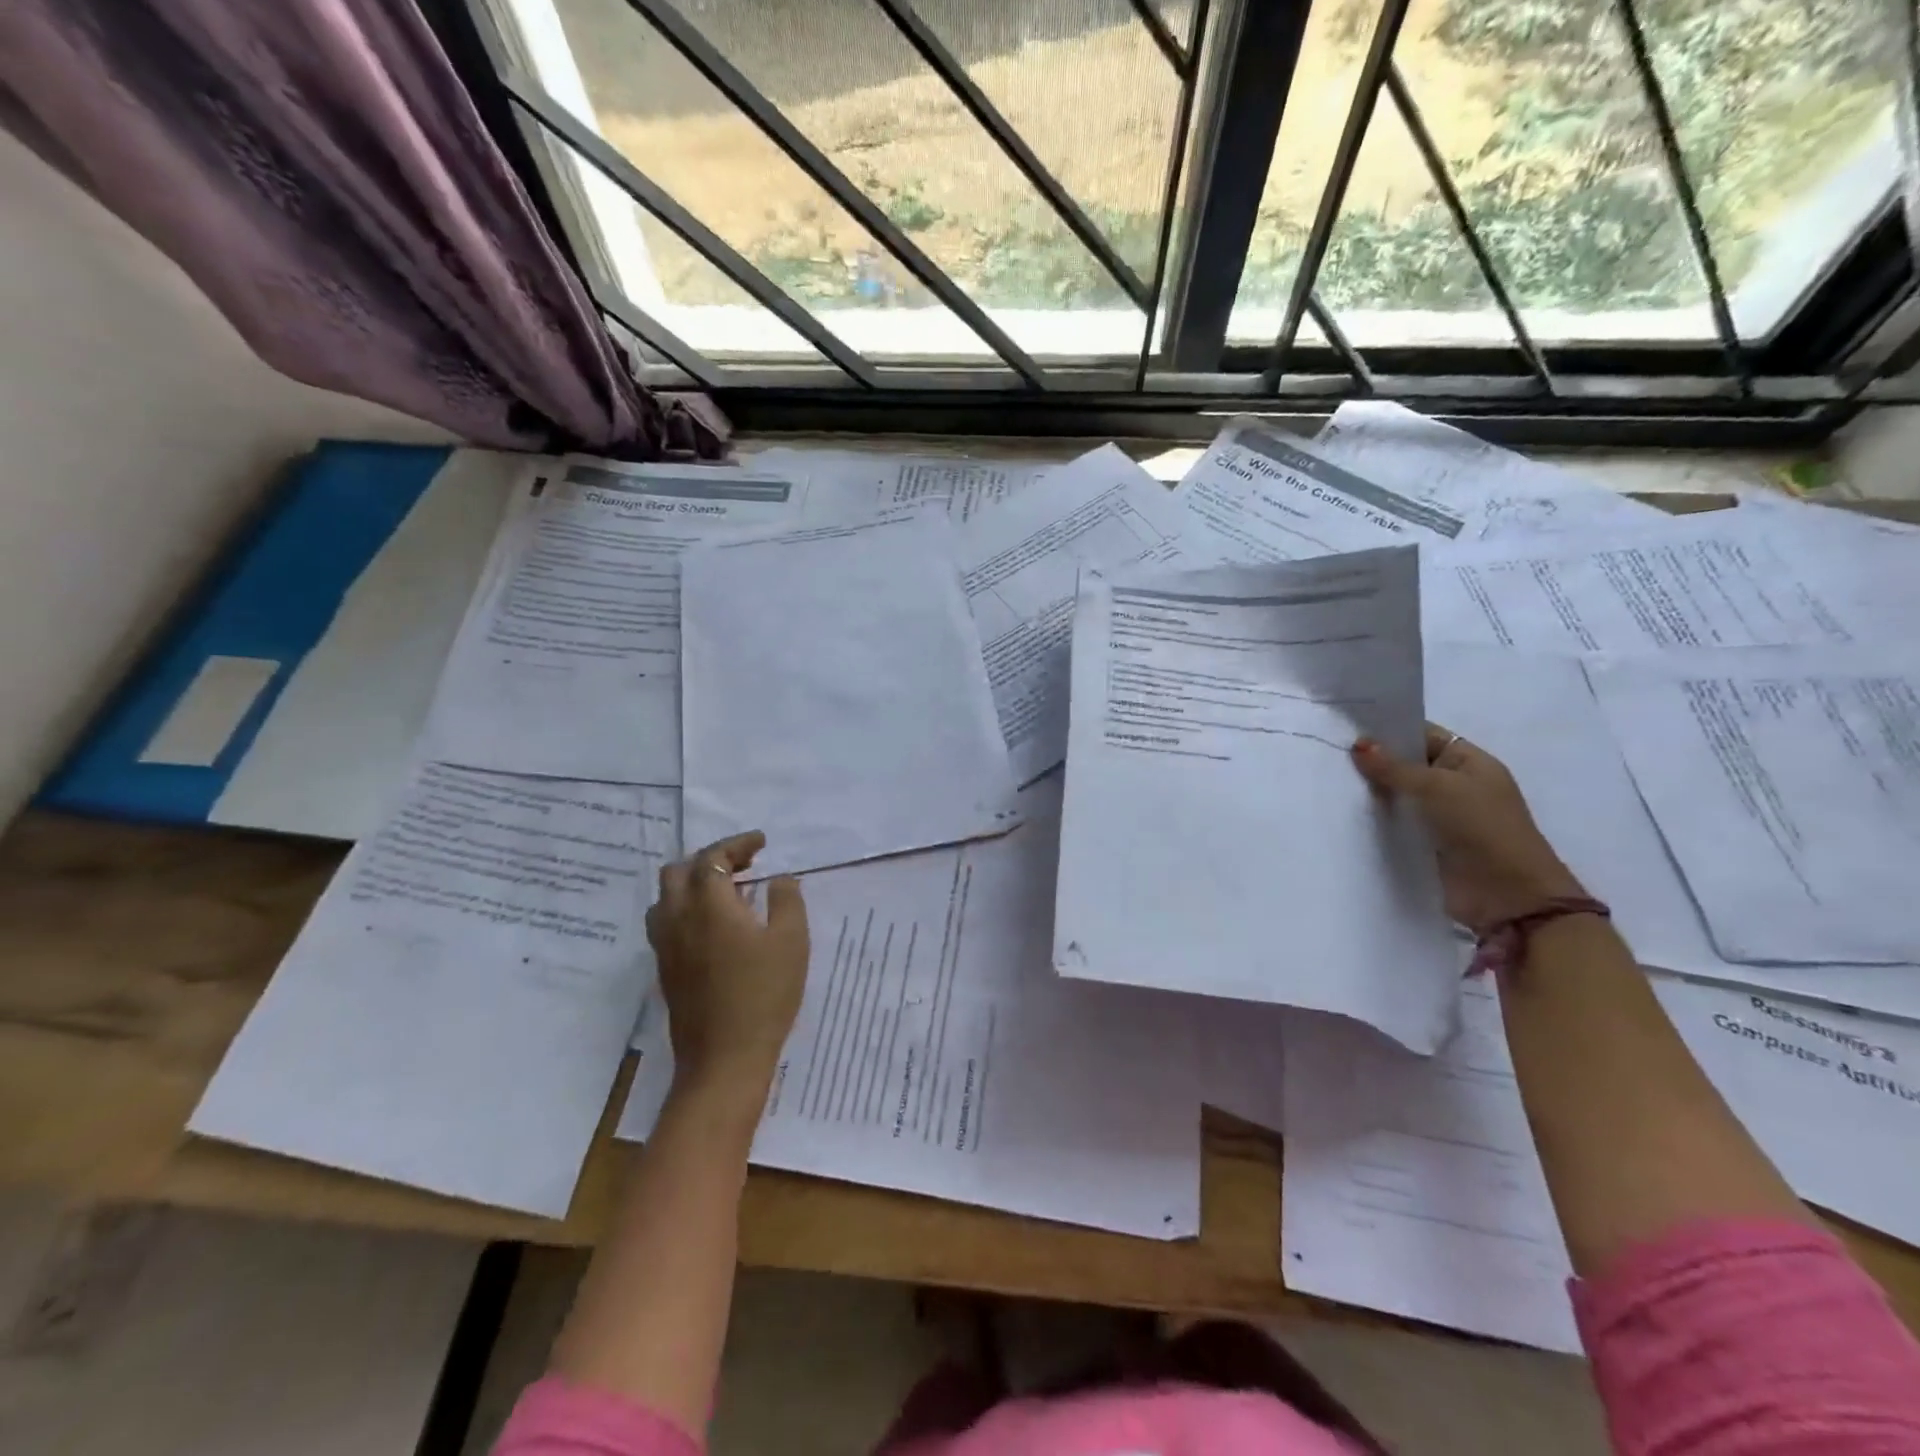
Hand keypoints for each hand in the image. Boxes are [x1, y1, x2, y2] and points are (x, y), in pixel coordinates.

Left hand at [646, 832, 808, 1097]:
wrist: (724, 1059)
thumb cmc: (764, 994)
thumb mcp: (791, 941)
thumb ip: (786, 900)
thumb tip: (779, 878)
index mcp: (708, 905)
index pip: (713, 857)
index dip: (737, 844)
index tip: (761, 843)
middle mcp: (678, 918)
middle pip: (679, 871)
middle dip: (710, 859)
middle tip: (743, 865)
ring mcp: (665, 946)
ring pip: (666, 897)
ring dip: (692, 884)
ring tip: (726, 893)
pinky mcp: (665, 970)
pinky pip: (666, 922)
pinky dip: (686, 908)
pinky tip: (713, 926)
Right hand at [1351, 725, 1585, 934]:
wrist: (1506, 895)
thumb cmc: (1481, 828)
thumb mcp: (1437, 787)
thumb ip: (1394, 767)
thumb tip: (1359, 744)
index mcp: (1469, 762)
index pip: (1423, 735)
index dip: (1389, 730)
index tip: (1346, 727)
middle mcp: (1454, 784)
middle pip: (1406, 765)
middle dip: (1373, 761)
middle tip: (1328, 753)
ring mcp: (1440, 816)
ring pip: (1397, 795)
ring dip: (1370, 792)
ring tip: (1329, 780)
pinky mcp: (1425, 844)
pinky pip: (1395, 823)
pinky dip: (1374, 819)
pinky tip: (1343, 811)